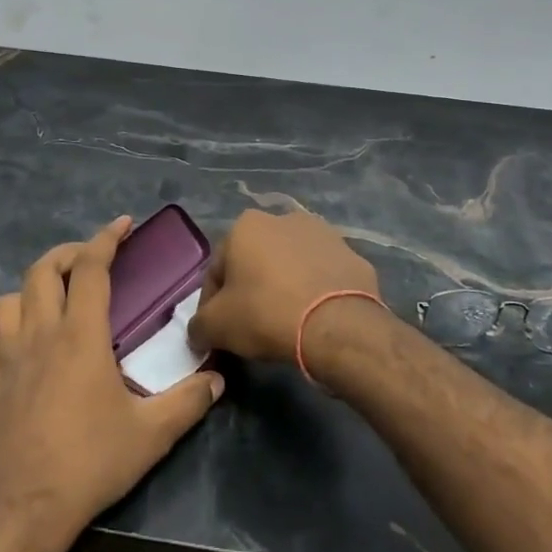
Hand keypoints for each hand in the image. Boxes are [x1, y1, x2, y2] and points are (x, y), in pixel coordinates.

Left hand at [0, 216, 224, 551]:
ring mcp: (5, 361)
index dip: (106, 239)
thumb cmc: (90, 464)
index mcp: (80, 336)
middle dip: (67, 254)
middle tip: (90, 260)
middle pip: (42, 271)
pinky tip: (22, 354)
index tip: (122, 225)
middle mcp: (38, 336)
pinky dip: (7, 336)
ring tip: (53, 302)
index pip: (90, 269)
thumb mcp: (152, 435)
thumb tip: (217, 379)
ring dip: (30, 290)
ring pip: (7, 301)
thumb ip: (188, 401)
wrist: (23, 511)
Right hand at [188, 208, 381, 363]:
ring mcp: (323, 234)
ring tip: (285, 322)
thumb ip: (199, 325)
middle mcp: (284, 219)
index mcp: (246, 225)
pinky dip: (314, 293)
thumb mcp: (217, 326)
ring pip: (290, 265)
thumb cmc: (267, 314)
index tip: (217, 330)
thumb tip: (198, 333)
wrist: (338, 326)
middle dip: (250, 289)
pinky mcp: (353, 255)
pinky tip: (313, 319)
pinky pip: (322, 276)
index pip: (217, 270)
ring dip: (284, 286)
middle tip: (250, 326)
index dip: (212, 304)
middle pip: (255, 261)